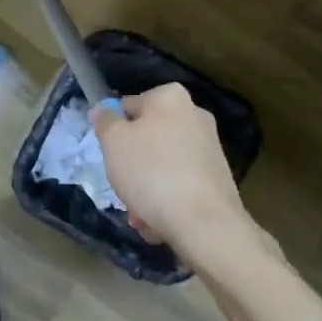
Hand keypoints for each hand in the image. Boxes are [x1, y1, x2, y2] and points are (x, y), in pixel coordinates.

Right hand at [92, 84, 265, 273]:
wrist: (204, 223)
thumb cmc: (151, 172)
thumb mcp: (113, 141)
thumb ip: (105, 121)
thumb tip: (104, 110)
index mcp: (170, 98)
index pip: (129, 105)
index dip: (113, 129)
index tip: (108, 153)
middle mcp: (194, 116)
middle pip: (147, 138)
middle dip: (131, 165)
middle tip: (122, 186)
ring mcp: (209, 149)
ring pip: (162, 165)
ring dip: (145, 188)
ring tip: (139, 214)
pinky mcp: (217, 179)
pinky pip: (180, 185)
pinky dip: (166, 200)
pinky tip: (157, 222)